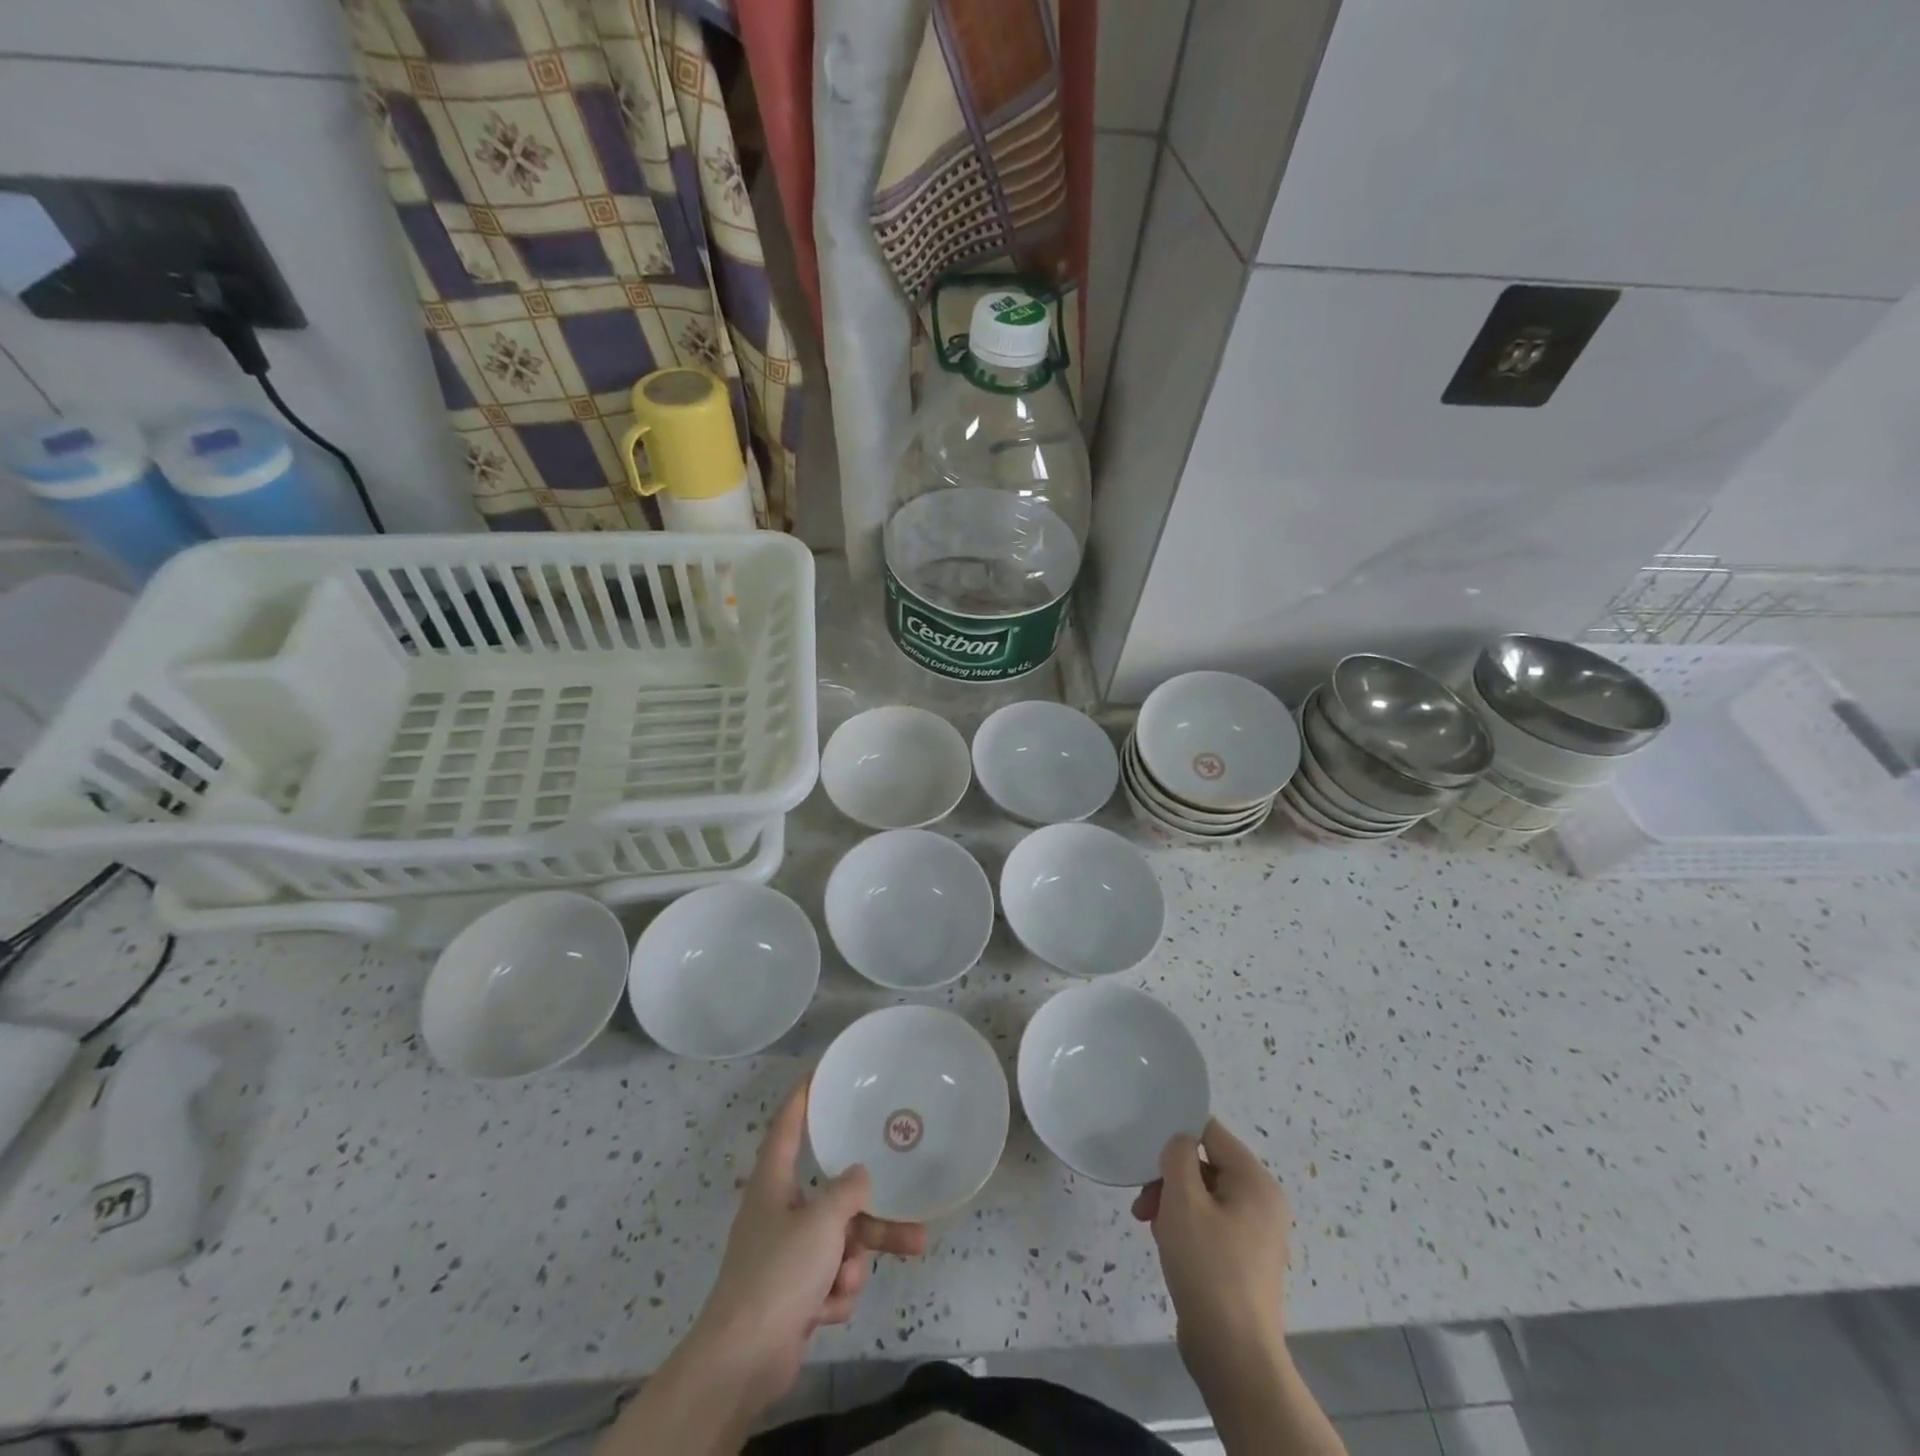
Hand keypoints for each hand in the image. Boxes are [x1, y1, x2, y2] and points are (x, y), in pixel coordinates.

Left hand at [681, 1079, 928, 1410]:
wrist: (743, 1362)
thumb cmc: (778, 1274)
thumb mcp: (821, 1223)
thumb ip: (847, 1192)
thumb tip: (859, 1176)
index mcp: (773, 1184)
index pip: (787, 1127)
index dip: (802, 1098)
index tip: (819, 1072)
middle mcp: (779, 1213)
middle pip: (834, 1196)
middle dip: (870, 1211)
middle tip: (908, 1205)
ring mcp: (786, 1257)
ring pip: (840, 1242)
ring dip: (858, 1259)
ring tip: (906, 1256)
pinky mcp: (793, 1294)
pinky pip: (830, 1278)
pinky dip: (836, 1293)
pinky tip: (826, 1310)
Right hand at [1131, 1119, 1290, 1373]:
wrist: (1233, 1355)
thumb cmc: (1208, 1267)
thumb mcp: (1184, 1201)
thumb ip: (1177, 1156)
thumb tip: (1180, 1142)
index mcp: (1255, 1181)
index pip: (1211, 1132)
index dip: (1177, 1133)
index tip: (1147, 1150)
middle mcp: (1261, 1201)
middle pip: (1205, 1165)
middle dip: (1169, 1178)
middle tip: (1143, 1201)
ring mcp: (1254, 1233)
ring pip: (1203, 1195)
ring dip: (1172, 1203)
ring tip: (1151, 1227)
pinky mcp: (1242, 1259)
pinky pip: (1209, 1224)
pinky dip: (1185, 1227)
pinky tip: (1166, 1245)